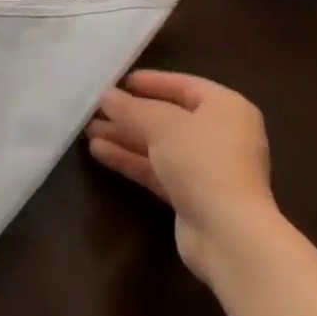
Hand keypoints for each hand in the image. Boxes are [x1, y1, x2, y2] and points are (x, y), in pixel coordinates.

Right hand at [86, 70, 277, 281]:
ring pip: (159, 145)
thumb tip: (105, 95)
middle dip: (130, 114)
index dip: (152, 82)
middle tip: (96, 108)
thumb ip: (130, 108)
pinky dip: (131, 160)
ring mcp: (207, 168)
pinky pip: (158, 169)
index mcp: (226, 108)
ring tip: (89, 130)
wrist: (228, 234)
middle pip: (168, 117)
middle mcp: (221, 135)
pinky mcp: (193, 196)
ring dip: (125, 137)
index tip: (120, 81)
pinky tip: (98, 152)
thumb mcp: (161, 125)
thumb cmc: (202, 162)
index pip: (184, 85)